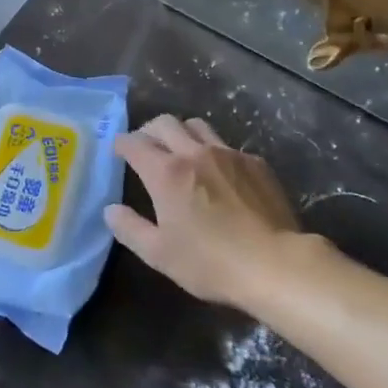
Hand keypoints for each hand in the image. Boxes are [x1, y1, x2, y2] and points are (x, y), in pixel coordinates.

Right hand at [107, 115, 308, 308]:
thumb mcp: (159, 254)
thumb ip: (130, 229)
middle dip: (149, 130)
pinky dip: (213, 151)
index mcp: (166, 172)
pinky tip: (218, 173)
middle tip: (146, 148)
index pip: (134, 143)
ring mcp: (228, 154)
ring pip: (197, 126)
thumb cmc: (210, 262)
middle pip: (165, 123)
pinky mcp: (255, 163)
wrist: (275, 264)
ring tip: (180, 152)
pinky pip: (227, 145)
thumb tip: (111, 210)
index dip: (121, 144)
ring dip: (181, 133)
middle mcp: (194, 153)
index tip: (118, 151)